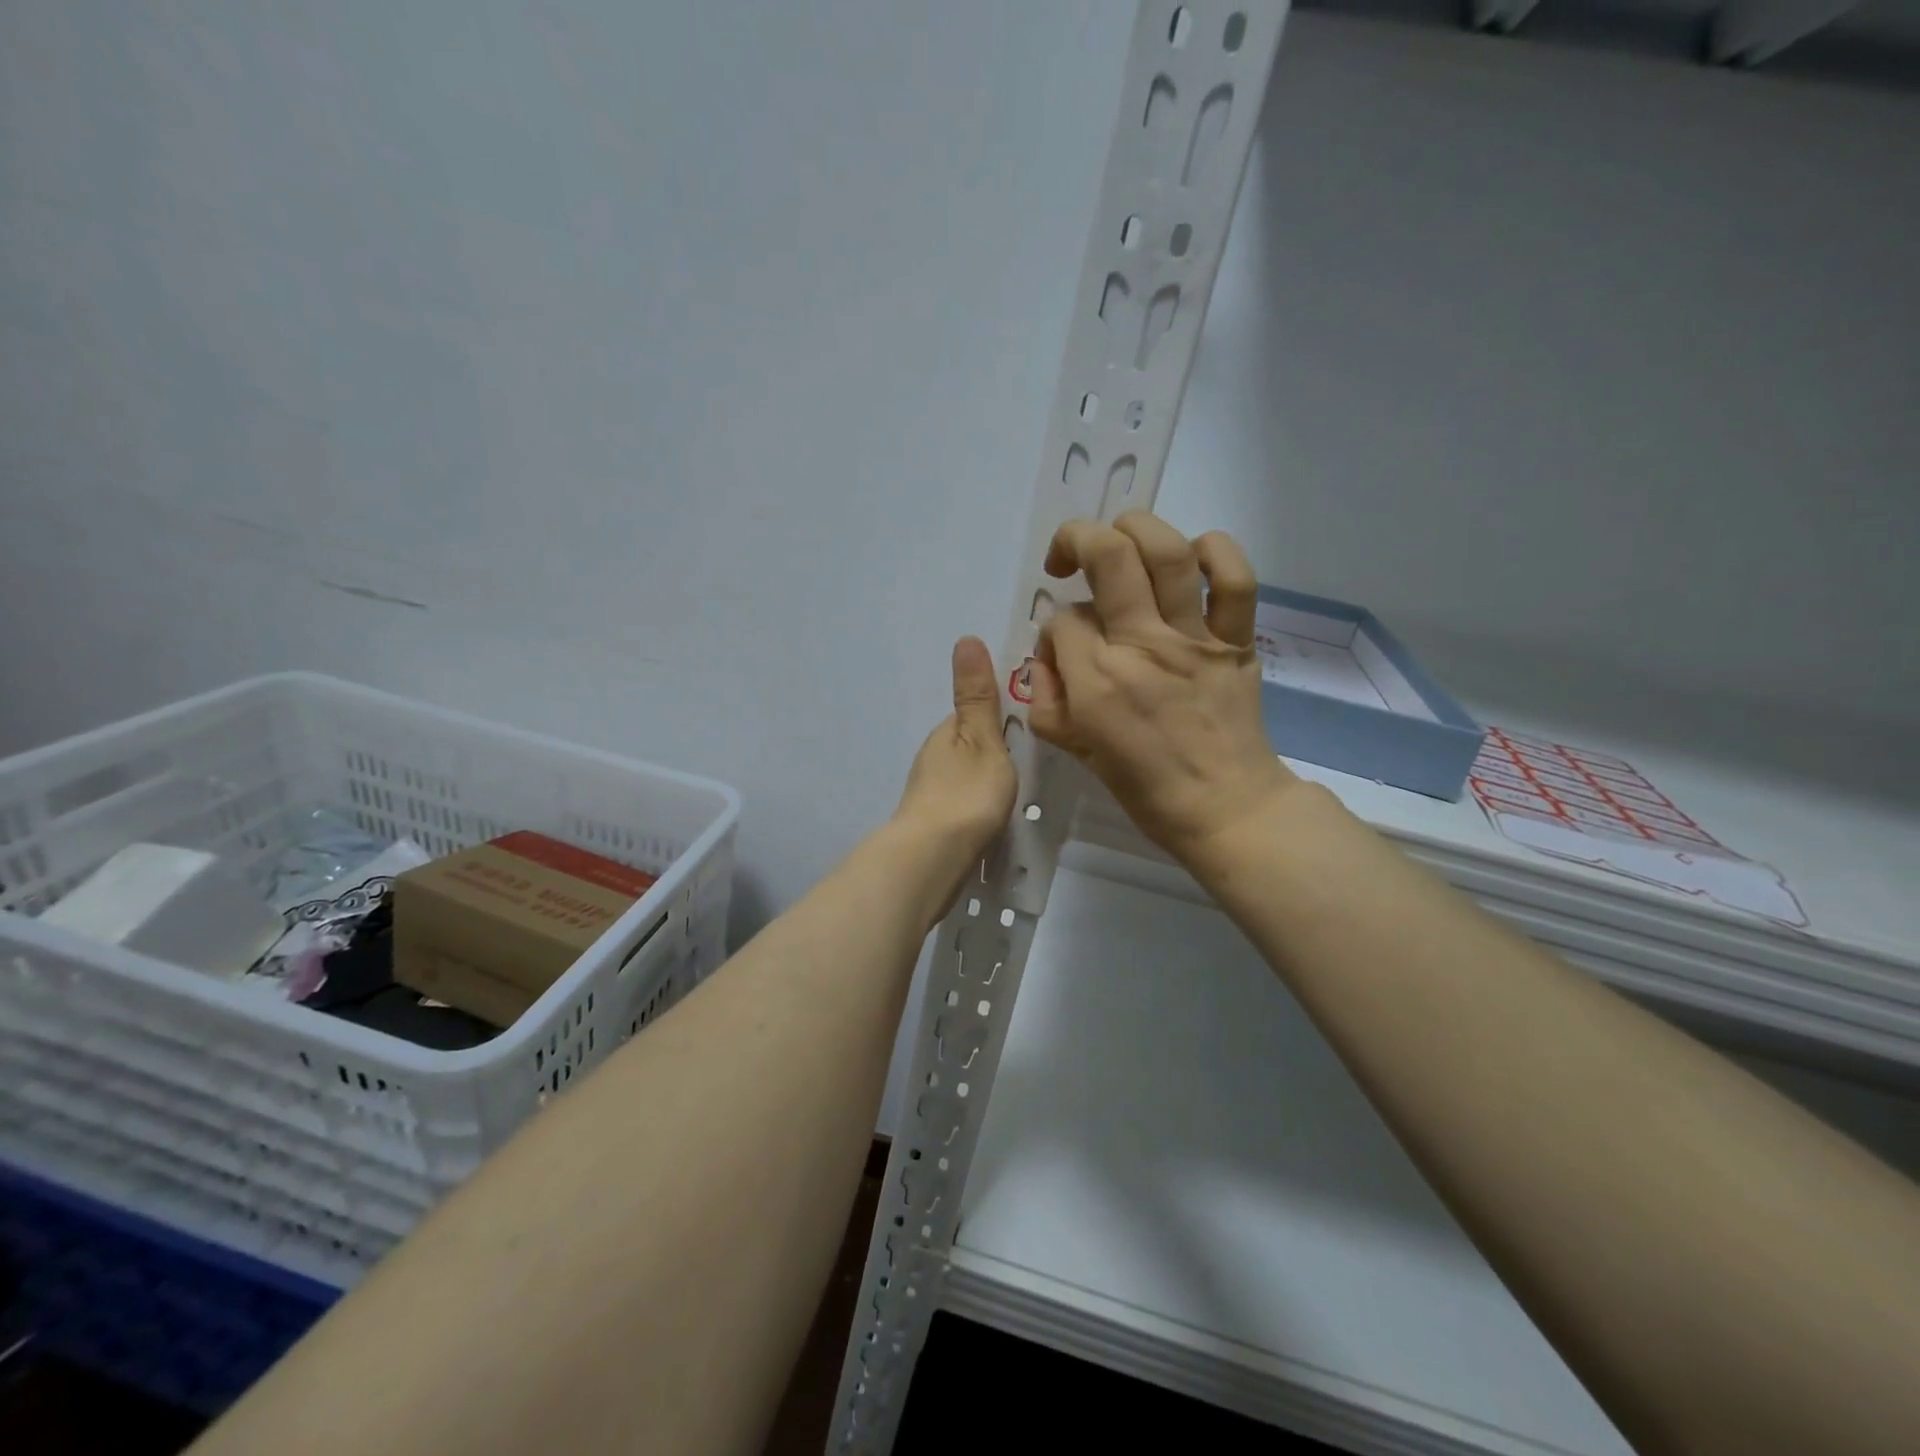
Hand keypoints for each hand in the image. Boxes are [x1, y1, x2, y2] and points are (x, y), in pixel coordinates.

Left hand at [893, 636, 1017, 863]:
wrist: (932, 859)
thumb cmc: (966, 794)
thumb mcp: (982, 738)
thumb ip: (977, 696)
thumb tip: (964, 638)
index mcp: (945, 732)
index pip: (975, 712)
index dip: (1001, 714)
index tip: (1031, 724)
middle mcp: (933, 757)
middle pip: (970, 745)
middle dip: (995, 748)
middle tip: (1032, 762)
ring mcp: (930, 792)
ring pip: (965, 774)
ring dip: (986, 777)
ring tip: (1019, 791)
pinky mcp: (934, 822)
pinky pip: (963, 802)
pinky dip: (979, 803)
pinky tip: (995, 817)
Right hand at [1028, 513, 1296, 863]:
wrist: (1225, 807)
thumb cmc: (1145, 787)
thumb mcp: (1076, 752)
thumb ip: (1048, 701)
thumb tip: (1048, 657)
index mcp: (1096, 680)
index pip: (1062, 619)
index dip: (1055, 627)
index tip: (1065, 650)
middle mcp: (1141, 645)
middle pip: (1107, 556)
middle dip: (1077, 540)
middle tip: (1068, 559)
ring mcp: (1194, 638)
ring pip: (1166, 551)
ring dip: (1135, 528)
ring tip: (1121, 539)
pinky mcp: (1236, 639)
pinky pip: (1236, 578)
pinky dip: (1216, 552)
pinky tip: (1193, 558)